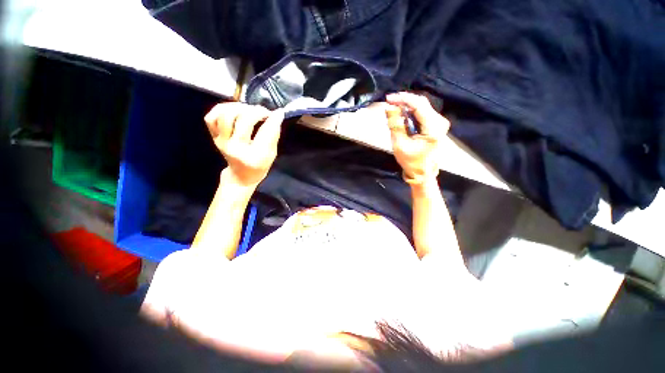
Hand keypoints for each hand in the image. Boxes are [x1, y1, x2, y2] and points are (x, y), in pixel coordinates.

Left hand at [204, 103, 284, 186]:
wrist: (241, 175)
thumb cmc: (259, 165)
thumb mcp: (271, 153)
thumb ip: (274, 134)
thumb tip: (278, 114)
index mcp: (251, 155)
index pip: (263, 133)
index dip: (271, 120)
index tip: (277, 114)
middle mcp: (233, 147)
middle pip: (243, 120)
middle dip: (256, 112)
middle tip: (264, 113)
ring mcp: (220, 140)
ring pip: (225, 115)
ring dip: (240, 108)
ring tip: (249, 110)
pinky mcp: (214, 136)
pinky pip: (211, 117)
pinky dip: (223, 109)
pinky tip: (234, 110)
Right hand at [384, 92, 449, 183]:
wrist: (422, 172)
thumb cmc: (411, 161)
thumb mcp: (399, 144)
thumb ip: (395, 125)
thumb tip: (389, 108)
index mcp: (433, 127)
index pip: (419, 105)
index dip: (403, 99)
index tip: (388, 99)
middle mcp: (439, 121)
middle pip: (421, 103)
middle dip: (404, 100)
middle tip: (389, 102)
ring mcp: (439, 122)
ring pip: (421, 106)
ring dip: (406, 105)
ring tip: (393, 107)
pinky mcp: (435, 125)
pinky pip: (422, 113)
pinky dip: (410, 112)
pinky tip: (401, 114)